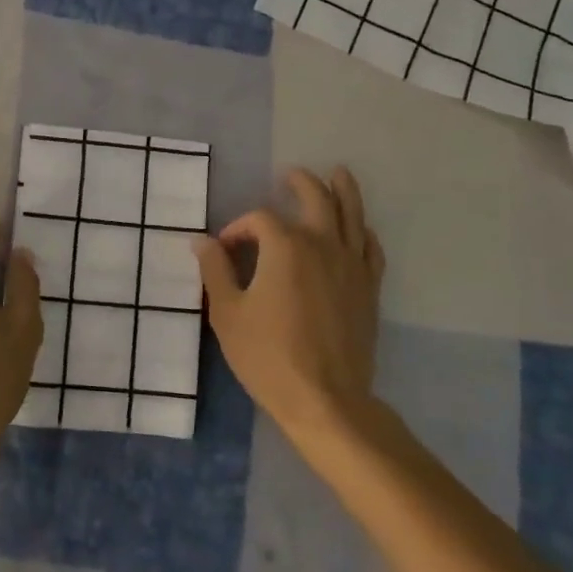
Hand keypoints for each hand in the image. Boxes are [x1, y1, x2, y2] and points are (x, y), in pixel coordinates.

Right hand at [193, 167, 385, 446]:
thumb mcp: (228, 313)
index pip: (260, 220)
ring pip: (352, 216)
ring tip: (339, 173)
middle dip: (301, 183)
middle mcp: (323, 245)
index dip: (238, 229)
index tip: (223, 250)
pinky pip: (371, 249)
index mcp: (286, 247)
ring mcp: (352, 266)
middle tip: (290, 174)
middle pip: (316, 199)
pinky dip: (364, 232)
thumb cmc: (268, 356)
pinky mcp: (369, 288)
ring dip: (344, 191)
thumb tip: (201, 241)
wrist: (325, 399)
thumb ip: (215, 270)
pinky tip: (360, 229)